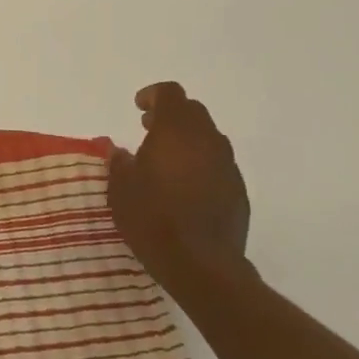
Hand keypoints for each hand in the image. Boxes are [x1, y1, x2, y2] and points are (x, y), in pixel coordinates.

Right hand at [106, 82, 254, 295]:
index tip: (138, 108)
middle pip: (193, 112)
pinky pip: (217, 164)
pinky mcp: (238, 191)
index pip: (171, 94)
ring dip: (187, 140)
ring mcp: (227, 166)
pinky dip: (200, 164)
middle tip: (148, 129)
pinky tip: (184, 187)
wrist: (201, 264)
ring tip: (165, 160)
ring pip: (208, 138)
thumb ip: (120, 162)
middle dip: (170, 115)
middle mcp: (207, 141)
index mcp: (176, 132)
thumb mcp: (120, 188)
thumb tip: (121, 152)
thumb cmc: (152, 218)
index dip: (153, 95)